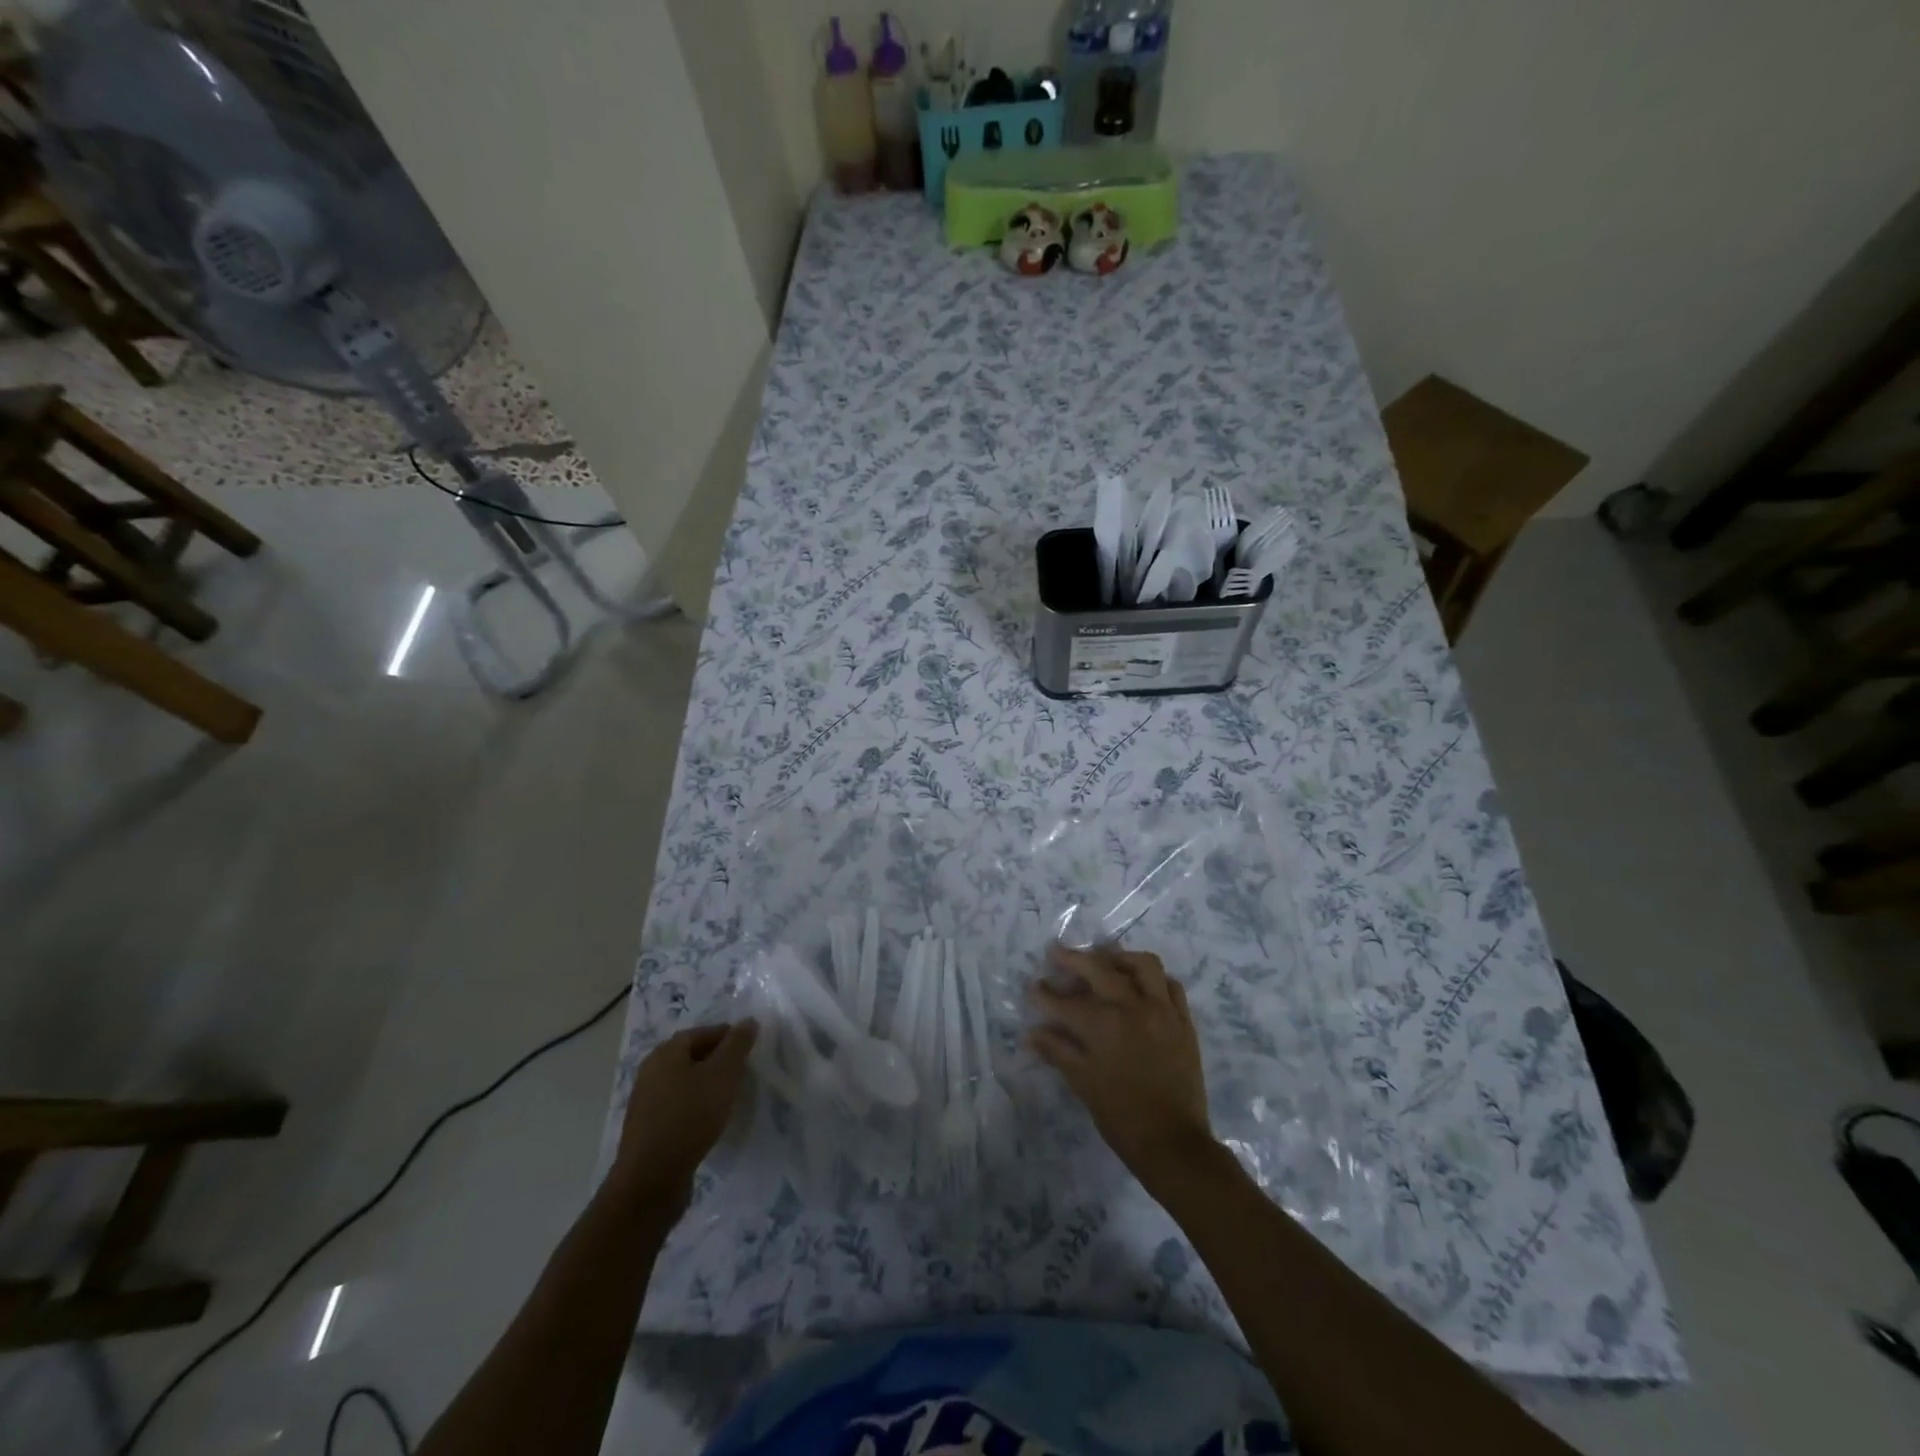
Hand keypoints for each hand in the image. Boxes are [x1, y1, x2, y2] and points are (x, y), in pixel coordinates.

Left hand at [611, 1021, 757, 1210]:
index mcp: (665, 1053)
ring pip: (685, 1082)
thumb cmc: (689, 1118)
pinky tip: (711, 1119)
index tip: (750, 1048)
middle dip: (719, 1060)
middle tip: (744, 1071)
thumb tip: (748, 1021)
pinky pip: (678, 1105)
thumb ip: (737, 1045)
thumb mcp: (722, 1076)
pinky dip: (696, 1105)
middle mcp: (651, 1071)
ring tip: (731, 1096)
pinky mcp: (649, 1128)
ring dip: (708, 1084)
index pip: (701, 1032)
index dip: (728, 1036)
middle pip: (692, 1056)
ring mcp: (647, 1102)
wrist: (651, 1181)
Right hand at [1028, 945, 1215, 1190]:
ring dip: (1120, 959)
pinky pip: (1171, 986)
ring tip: (1105, 962)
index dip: (1045, 994)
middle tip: (1057, 954)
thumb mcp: (1083, 1084)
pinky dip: (1154, 980)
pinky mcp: (1184, 1022)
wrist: (1174, 1143)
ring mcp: (1162, 1011)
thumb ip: (1058, 1051)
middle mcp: (1133, 1007)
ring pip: (1143, 965)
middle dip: (1074, 959)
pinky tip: (1141, 986)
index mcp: (1104, 1025)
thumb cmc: (1122, 1117)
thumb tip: (1032, 1033)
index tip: (1033, 986)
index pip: (1066, 1002)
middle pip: (1100, 968)